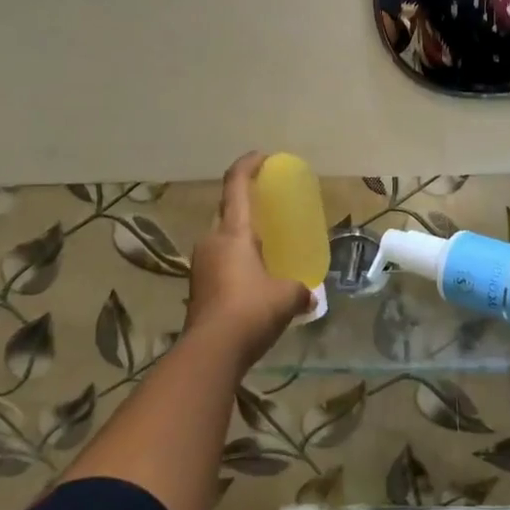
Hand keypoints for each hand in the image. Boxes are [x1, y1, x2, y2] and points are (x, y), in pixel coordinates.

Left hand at [185, 152, 312, 370]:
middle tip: (268, 207)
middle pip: (227, 211)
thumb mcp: (287, 297)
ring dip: (240, 237)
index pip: (236, 186)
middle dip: (245, 204)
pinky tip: (254, 278)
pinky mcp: (198, 289)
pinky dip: (236, 261)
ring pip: (222, 239)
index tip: (262, 156)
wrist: (210, 353)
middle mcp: (212, 242)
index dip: (248, 165)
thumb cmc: (250, 311)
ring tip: (264, 245)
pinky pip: (220, 262)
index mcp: (233, 233)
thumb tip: (311, 296)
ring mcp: (201, 266)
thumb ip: (302, 290)